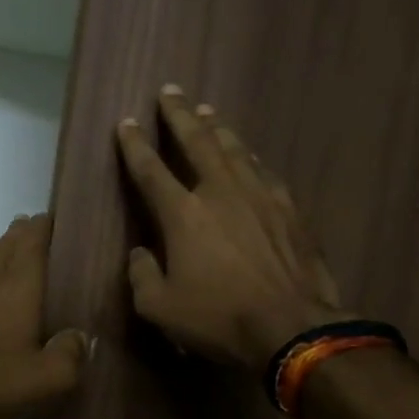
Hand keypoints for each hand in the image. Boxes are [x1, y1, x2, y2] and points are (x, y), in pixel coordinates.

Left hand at [0, 214, 90, 418]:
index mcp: (17, 281)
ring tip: (26, 266)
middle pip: (9, 242)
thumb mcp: (47, 378)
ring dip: (7, 256)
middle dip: (29, 236)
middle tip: (51, 243)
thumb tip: (81, 337)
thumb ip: (72, 353)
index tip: (67, 225)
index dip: (50, 224)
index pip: (34, 234)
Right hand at [117, 87, 350, 371]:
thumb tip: (140, 254)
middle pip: (197, 142)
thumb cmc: (218, 318)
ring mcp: (259, 197)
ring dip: (217, 127)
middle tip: (170, 91)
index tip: (126, 122)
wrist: (293, 328)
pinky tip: (249, 155)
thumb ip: (141, 275)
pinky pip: (263, 171)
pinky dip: (249, 158)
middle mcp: (220, 193)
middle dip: (179, 115)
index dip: (134, 145)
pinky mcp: (289, 210)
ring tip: (207, 111)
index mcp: (183, 215)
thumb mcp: (159, 308)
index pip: (151, 170)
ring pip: (234, 149)